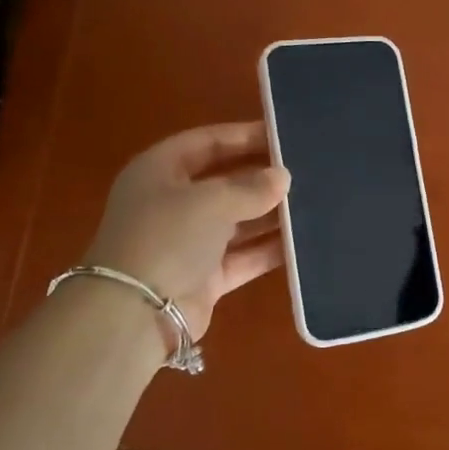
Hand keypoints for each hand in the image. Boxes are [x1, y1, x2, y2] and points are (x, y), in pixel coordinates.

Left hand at [85, 123, 290, 342]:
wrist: (136, 313)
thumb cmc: (168, 237)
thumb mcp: (211, 201)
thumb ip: (251, 187)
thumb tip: (282, 177)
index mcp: (159, 171)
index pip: (207, 142)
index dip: (243, 136)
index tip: (283, 136)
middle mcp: (171, 203)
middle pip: (223, 181)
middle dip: (261, 178)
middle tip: (305, 171)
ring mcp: (187, 242)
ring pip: (236, 221)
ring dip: (269, 214)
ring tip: (312, 204)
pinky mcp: (203, 277)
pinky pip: (242, 256)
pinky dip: (267, 249)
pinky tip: (301, 242)